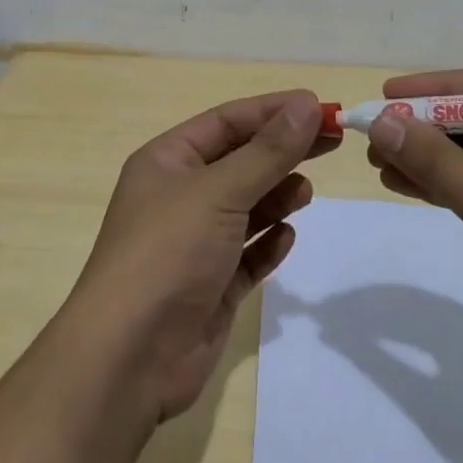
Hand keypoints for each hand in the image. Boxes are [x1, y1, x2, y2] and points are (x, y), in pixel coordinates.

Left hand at [67, 91, 332, 421]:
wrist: (130, 357)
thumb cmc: (169, 253)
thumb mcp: (219, 191)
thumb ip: (267, 152)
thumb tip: (306, 105)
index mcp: (167, 162)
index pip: (226, 122)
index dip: (272, 111)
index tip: (319, 106)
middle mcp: (178, 197)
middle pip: (240, 161)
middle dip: (282, 151)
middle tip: (332, 141)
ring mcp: (194, 244)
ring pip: (245, 208)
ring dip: (276, 196)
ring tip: (306, 192)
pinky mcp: (210, 286)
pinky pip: (246, 255)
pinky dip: (267, 244)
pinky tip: (286, 238)